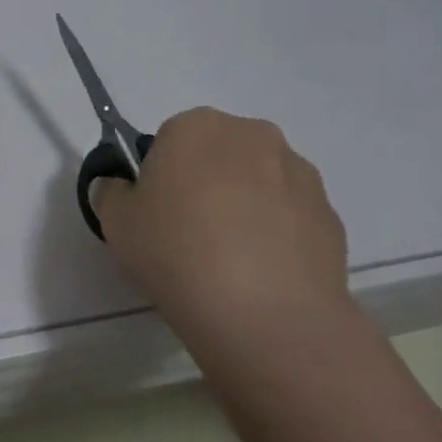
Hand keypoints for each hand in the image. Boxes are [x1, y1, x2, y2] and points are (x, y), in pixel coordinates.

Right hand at [92, 108, 348, 342]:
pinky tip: (259, 275)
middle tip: (186, 234)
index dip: (158, 176)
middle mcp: (252, 135)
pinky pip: (289, 217)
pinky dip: (275, 236)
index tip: (155, 213)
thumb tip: (121, 188)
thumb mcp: (115, 221)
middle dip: (204, 183)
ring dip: (243, 206)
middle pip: (217, 154)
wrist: (264, 314)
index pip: (168, 139)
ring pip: (258, 183)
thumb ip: (111, 192)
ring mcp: (299, 174)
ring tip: (228, 261)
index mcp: (196, 126)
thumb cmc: (175, 252)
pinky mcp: (330, 215)